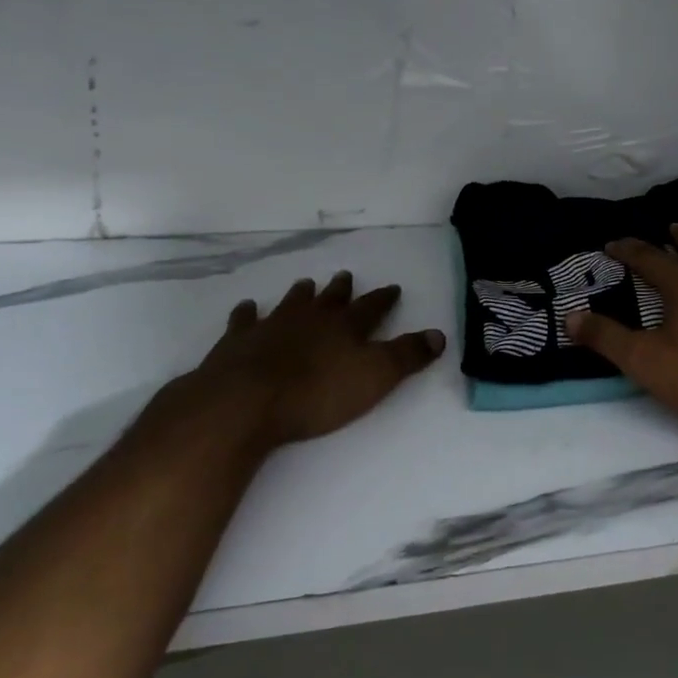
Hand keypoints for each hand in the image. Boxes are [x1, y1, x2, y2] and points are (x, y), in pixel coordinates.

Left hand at [144, 271, 444, 451]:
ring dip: (300, 294)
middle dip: (342, 289)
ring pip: (291, 303)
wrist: (246, 401)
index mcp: (347, 326)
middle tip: (345, 276)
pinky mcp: (237, 342)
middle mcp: (312, 318)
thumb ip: (407, 356)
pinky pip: (244, 320)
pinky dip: (247, 313)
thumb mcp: (376, 377)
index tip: (392, 288)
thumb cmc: (318, 393)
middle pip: (331, 299)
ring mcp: (272, 326)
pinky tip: (247, 308)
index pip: (372, 307)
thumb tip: (439, 335)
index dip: (384, 299)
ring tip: (306, 285)